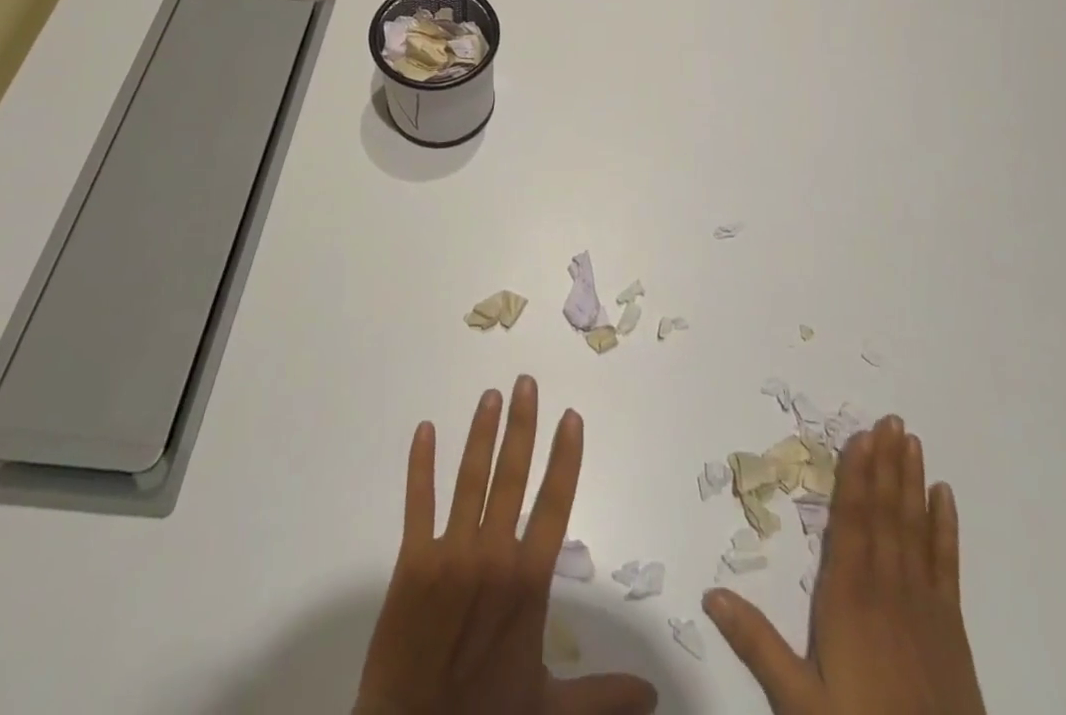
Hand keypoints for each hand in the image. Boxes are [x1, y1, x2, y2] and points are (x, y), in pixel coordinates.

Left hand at [354, 375, 658, 714]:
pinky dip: (420, 465)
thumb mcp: (548, 706)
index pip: (556, 504)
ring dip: (481, 433)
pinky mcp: (411, 563)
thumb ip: (601, 694)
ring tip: (491, 395)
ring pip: (470, 479)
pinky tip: (425, 430)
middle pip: (512, 476)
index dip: (565, 457)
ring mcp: (450, 554)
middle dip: (522, 426)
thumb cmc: (486, 714)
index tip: (571, 416)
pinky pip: (417, 503)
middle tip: (526, 382)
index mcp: (528, 582)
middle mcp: (493, 555)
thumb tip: (654, 694)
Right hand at [704, 417, 984, 714]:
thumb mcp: (800, 703)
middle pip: (885, 513)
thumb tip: (711, 592)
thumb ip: (758, 644)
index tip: (861, 436)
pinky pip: (947, 564)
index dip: (856, 476)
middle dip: (886, 464)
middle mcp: (888, 589)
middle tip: (892, 420)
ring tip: (912, 441)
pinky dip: (946, 527)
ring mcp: (923, 605)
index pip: (851, 522)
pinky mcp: (951, 627)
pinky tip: (945, 497)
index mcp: (849, 598)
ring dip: (912, 482)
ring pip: (915, 528)